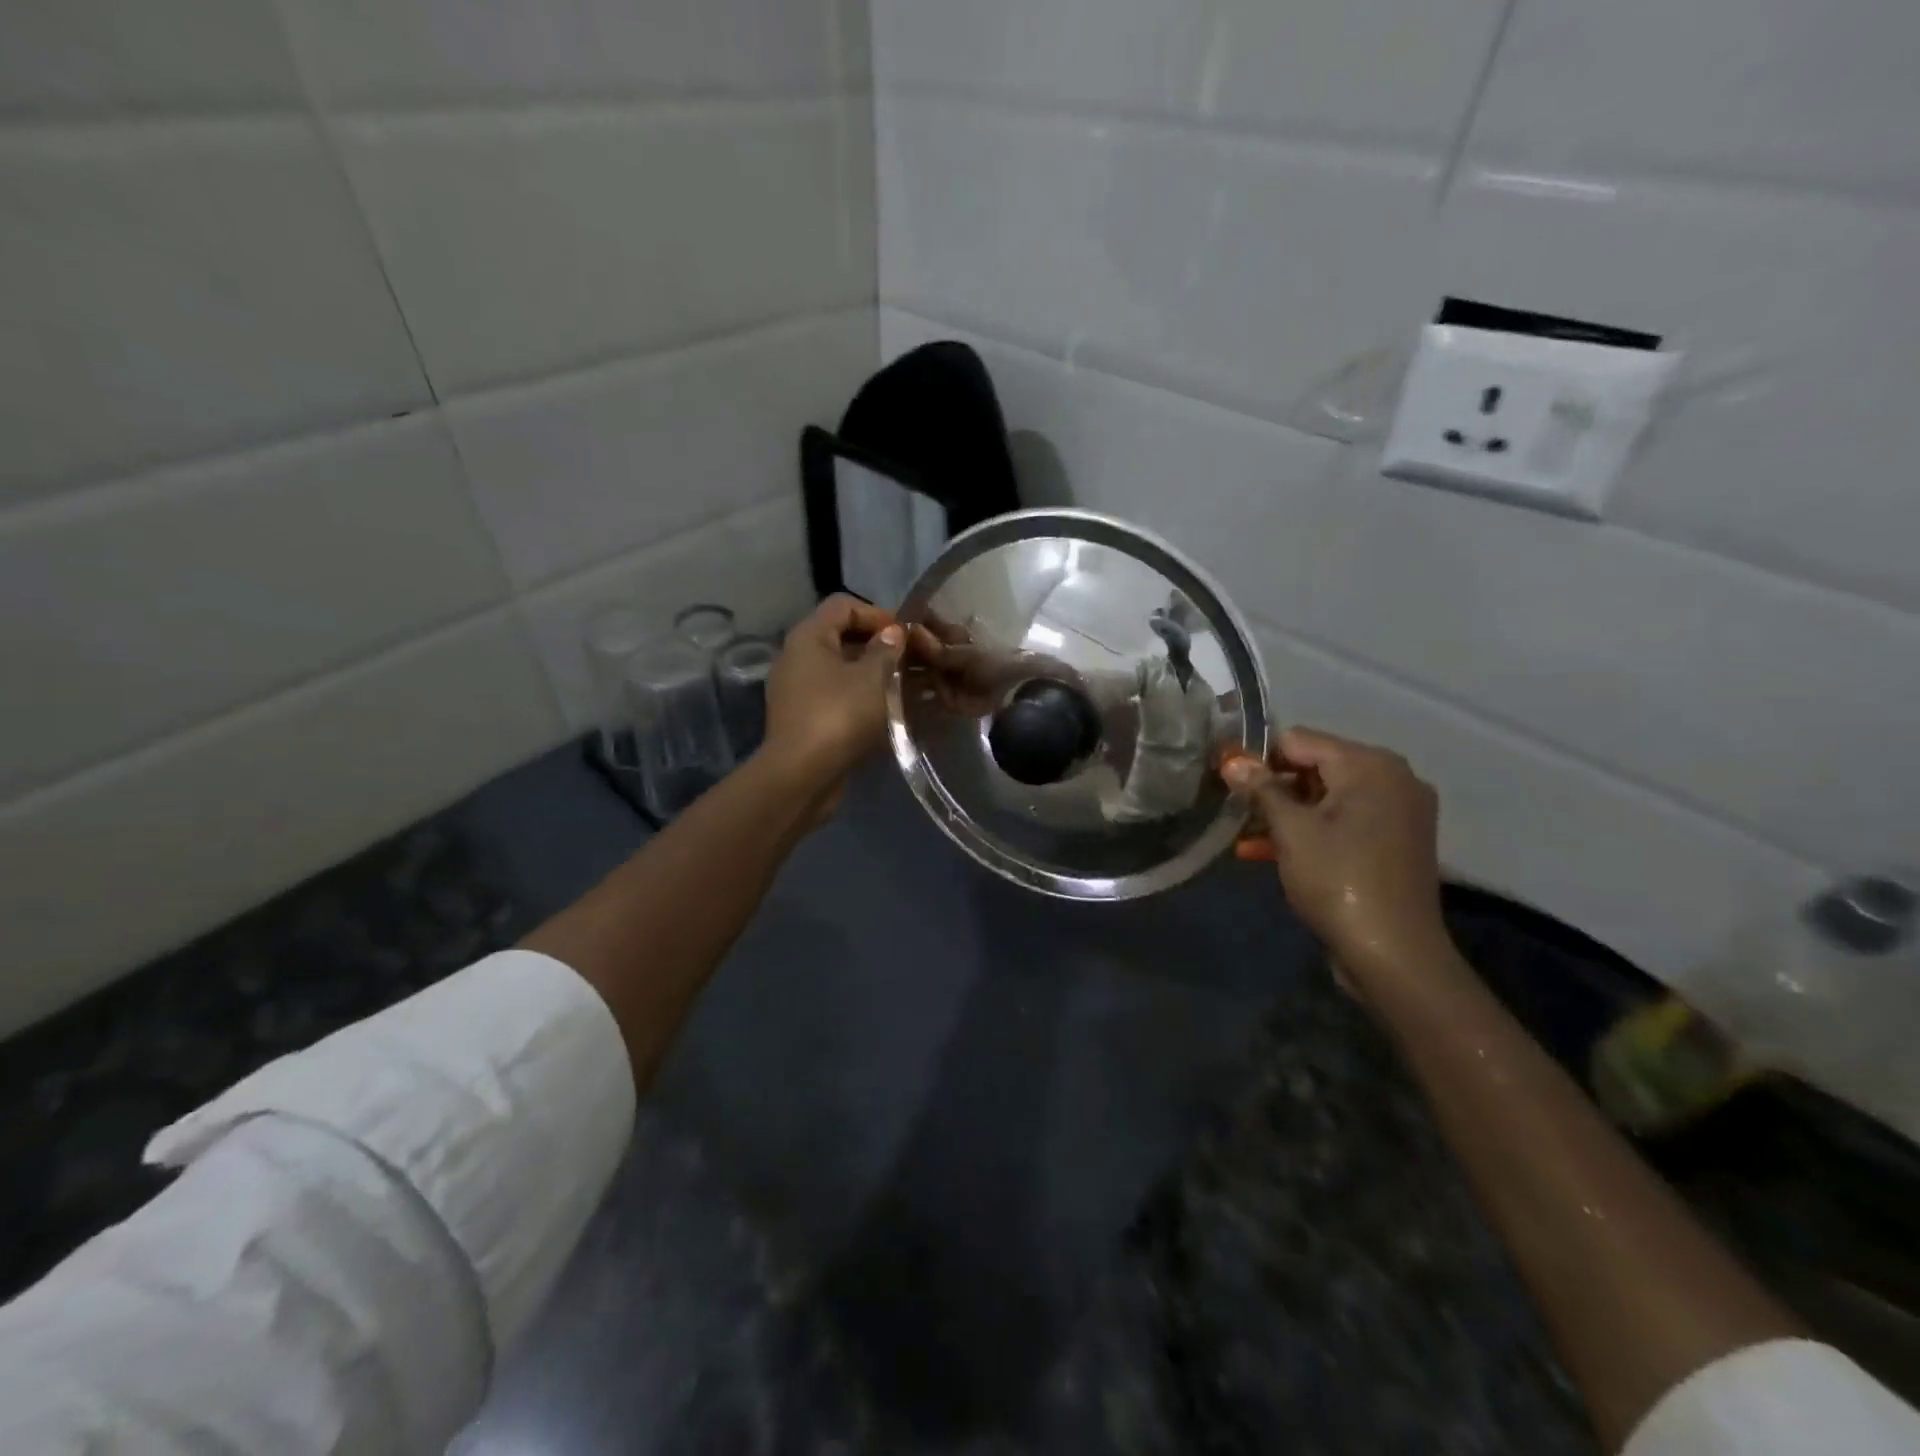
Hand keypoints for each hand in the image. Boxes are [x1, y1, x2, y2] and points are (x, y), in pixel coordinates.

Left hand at [762, 595, 904, 806]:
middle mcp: (797, 658)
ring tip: (909, 689)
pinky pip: (838, 698)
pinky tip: (890, 714)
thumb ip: (888, 649)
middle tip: (913, 662)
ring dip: (875, 676)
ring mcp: (798, 690)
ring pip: (843, 671)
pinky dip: (863, 700)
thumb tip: (894, 633)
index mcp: (809, 637)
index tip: (907, 636)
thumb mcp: (874, 677)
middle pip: (843, 638)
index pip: (844, 605)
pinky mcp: (805, 719)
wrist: (802, 776)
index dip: (879, 614)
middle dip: (881, 648)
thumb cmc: (839, 715)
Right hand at [1222, 728, 1450, 980]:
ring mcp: (1399, 811)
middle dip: (1274, 789)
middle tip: (1238, 814)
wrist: (1394, 955)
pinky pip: (1345, 821)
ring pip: (1328, 797)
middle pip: (1316, 766)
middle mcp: (1393, 778)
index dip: (1260, 759)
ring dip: (1287, 814)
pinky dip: (1312, 831)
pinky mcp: (1396, 841)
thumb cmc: (1338, 880)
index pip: (1300, 740)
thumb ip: (1261, 789)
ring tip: (1247, 837)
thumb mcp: (1291, 831)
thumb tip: (1231, 760)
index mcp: (1371, 765)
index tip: (1230, 785)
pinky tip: (1272, 852)